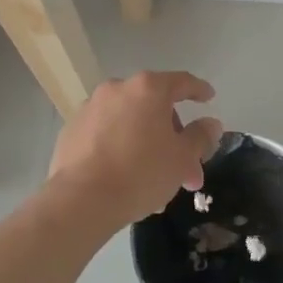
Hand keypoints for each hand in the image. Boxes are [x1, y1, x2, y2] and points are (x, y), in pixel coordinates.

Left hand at [49, 72, 223, 231]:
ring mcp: (90, 108)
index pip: (181, 82)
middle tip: (185, 168)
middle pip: (154, 107)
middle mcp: (117, 89)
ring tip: (156, 181)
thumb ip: (200, 137)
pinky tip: (126, 176)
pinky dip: (120, 147)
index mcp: (148, 89)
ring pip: (129, 123)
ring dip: (146, 144)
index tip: (208, 98)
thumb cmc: (141, 173)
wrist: (81, 199)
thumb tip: (211, 124)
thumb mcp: (182, 158)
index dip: (199, 90)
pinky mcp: (71, 130)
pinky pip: (106, 134)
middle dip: (173, 137)